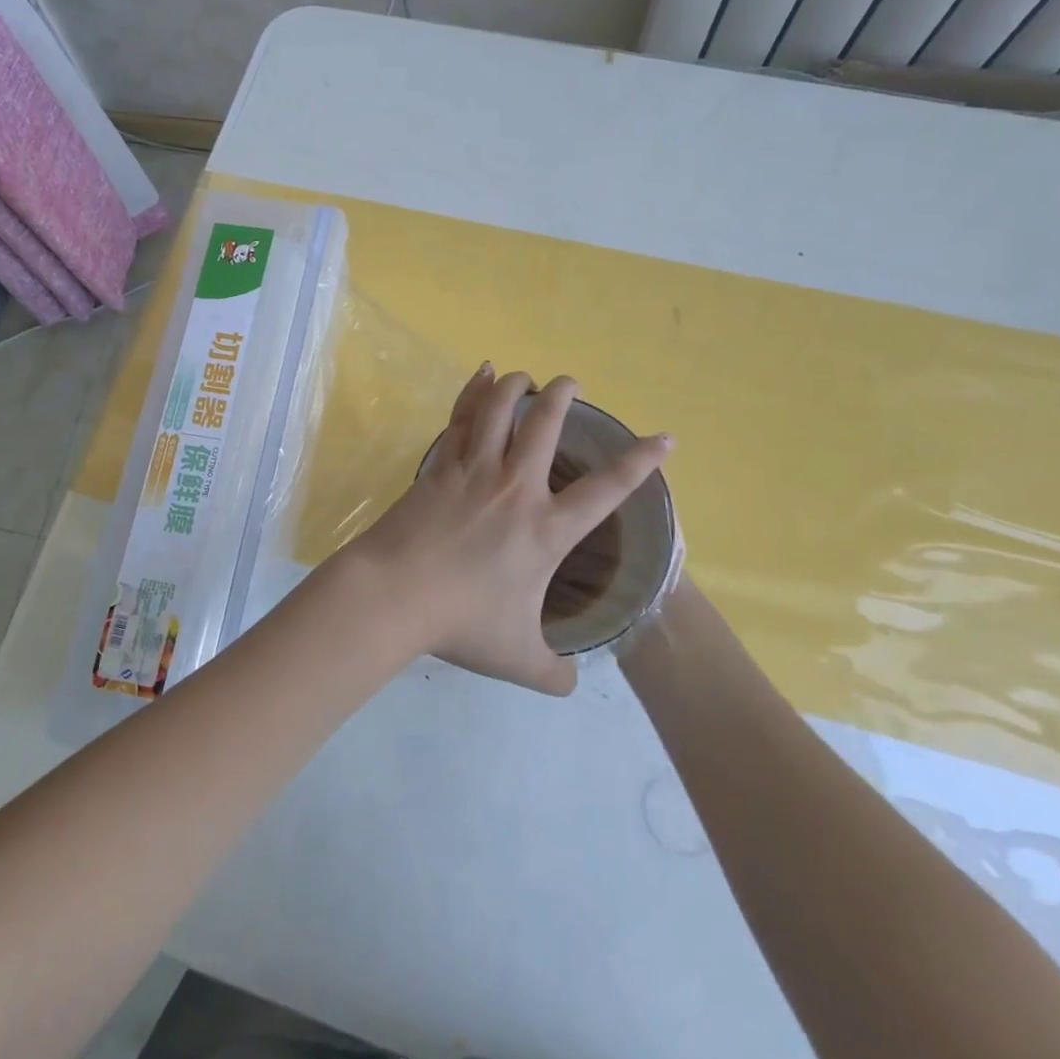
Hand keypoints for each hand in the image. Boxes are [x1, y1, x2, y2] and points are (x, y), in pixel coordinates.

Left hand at [340, 364, 670, 695]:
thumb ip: (552, 672)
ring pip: (499, 410)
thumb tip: (569, 683)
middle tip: (570, 382)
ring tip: (525, 375)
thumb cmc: (460, 623)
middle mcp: (515, 488)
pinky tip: (480, 375)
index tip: (664, 438)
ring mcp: (473, 471)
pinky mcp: (438, 466)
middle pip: (545, 426)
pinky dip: (472, 392)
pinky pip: (460, 418)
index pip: (608, 490)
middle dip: (563, 397)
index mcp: (546, 530)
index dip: (640, 461)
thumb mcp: (518, 660)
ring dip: (516, 386)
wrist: (394, 594)